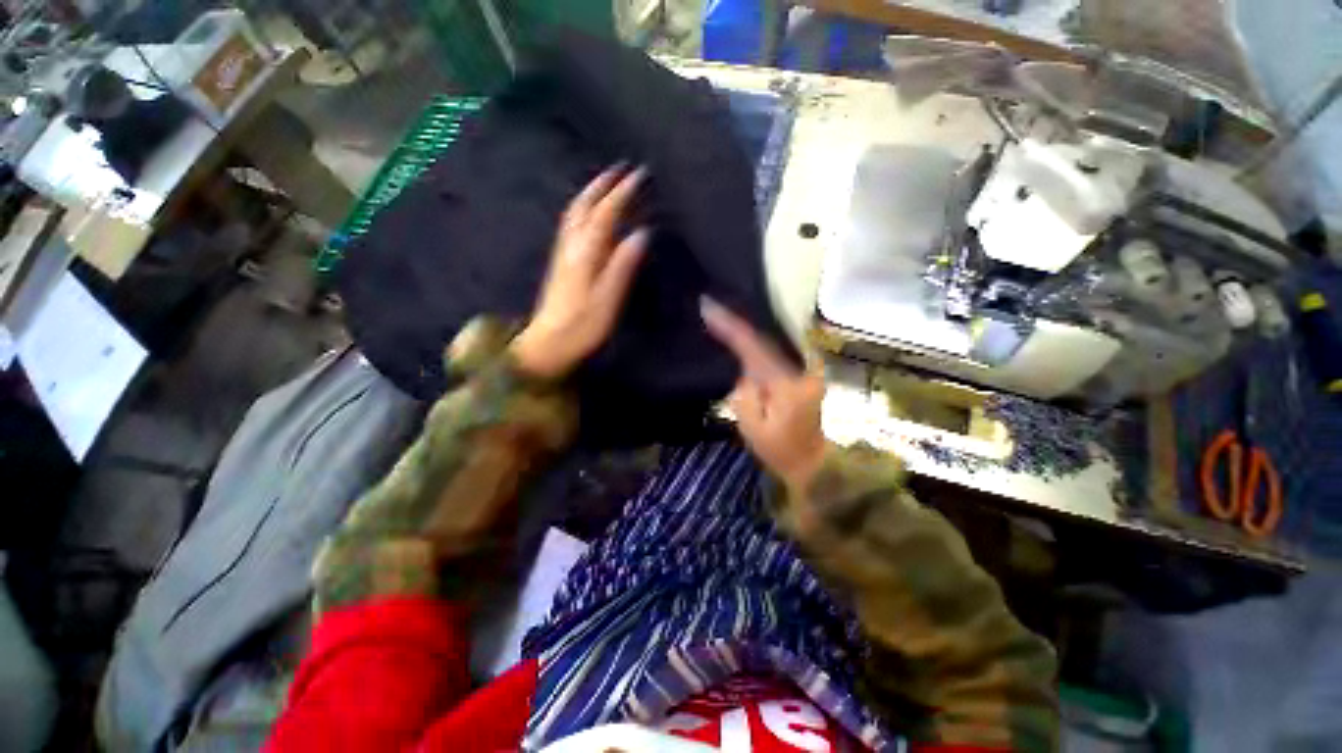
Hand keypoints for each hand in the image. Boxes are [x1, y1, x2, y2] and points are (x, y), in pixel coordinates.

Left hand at [511, 166, 649, 378]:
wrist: (549, 342)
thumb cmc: (582, 325)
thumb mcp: (608, 298)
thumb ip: (623, 265)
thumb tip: (642, 232)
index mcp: (585, 252)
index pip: (605, 213)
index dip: (622, 192)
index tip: (639, 174)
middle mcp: (571, 245)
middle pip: (584, 205)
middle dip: (602, 183)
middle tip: (622, 169)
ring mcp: (563, 252)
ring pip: (576, 213)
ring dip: (591, 193)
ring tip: (608, 183)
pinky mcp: (561, 262)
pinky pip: (573, 224)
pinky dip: (584, 209)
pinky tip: (590, 213)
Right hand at [701, 297, 826, 490]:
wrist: (811, 461)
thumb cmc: (778, 449)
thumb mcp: (752, 426)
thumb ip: (745, 393)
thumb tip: (744, 369)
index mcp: (786, 383)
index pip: (754, 346)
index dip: (730, 326)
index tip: (708, 307)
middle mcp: (801, 368)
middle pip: (765, 337)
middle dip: (738, 322)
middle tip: (712, 306)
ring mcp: (806, 368)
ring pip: (773, 340)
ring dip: (749, 328)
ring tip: (724, 316)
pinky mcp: (804, 371)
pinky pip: (778, 349)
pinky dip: (760, 341)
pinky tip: (744, 335)